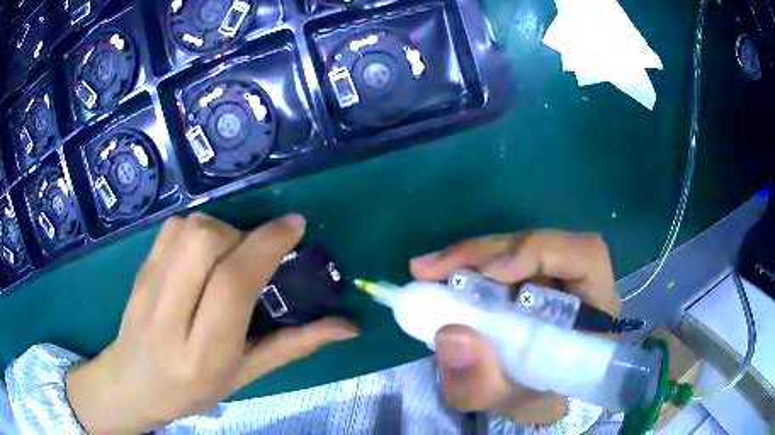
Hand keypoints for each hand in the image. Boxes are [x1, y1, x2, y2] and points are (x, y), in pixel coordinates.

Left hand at [65, 213, 357, 433]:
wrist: (133, 382)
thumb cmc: (193, 390)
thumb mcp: (245, 376)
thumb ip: (293, 346)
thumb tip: (347, 325)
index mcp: (202, 353)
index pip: (232, 284)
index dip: (266, 245)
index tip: (295, 226)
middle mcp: (169, 315)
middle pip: (205, 242)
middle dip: (241, 235)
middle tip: (255, 254)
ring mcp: (148, 286)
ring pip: (188, 228)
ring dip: (221, 230)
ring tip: (229, 256)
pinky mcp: (140, 267)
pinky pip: (173, 228)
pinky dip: (197, 229)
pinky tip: (202, 254)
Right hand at [410, 231, 619, 424]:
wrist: (537, 395)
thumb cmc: (539, 398)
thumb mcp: (512, 404)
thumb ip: (484, 384)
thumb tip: (450, 334)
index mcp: (594, 309)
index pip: (585, 256)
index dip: (542, 252)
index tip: (493, 273)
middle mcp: (575, 281)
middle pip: (537, 244)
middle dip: (484, 253)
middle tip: (432, 270)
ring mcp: (548, 274)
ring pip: (511, 248)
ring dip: (467, 257)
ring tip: (426, 272)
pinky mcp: (524, 277)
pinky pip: (496, 261)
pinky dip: (465, 267)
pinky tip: (438, 277)